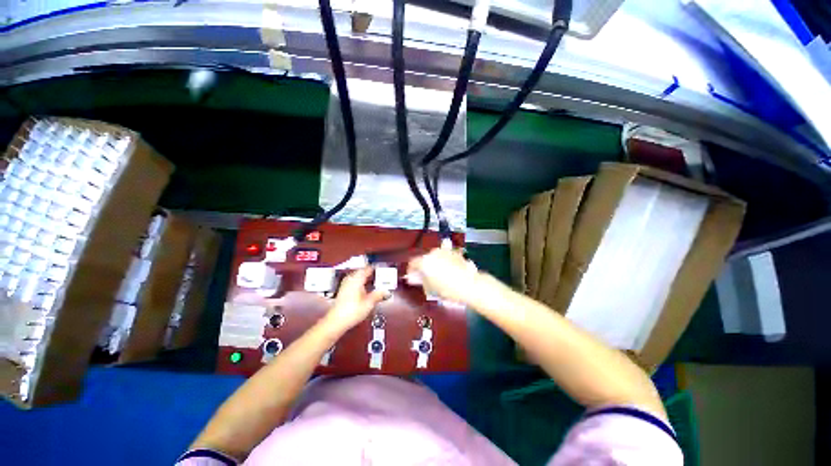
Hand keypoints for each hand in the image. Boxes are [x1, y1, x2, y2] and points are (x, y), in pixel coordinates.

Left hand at [325, 268, 385, 330]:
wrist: (336, 321)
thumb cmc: (351, 312)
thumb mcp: (369, 303)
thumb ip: (378, 295)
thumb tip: (385, 291)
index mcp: (357, 279)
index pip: (367, 269)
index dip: (374, 268)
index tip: (380, 267)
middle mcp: (350, 280)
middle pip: (361, 271)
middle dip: (369, 272)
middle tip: (377, 272)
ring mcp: (345, 285)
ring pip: (356, 276)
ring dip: (363, 276)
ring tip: (371, 278)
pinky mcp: (343, 290)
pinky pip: (352, 281)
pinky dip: (359, 281)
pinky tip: (363, 286)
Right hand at [407, 249, 482, 305]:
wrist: (469, 285)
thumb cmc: (447, 288)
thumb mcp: (430, 287)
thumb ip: (421, 280)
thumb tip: (414, 278)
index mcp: (425, 261)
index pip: (413, 263)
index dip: (411, 270)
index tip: (413, 277)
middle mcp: (433, 253)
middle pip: (424, 258)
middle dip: (424, 267)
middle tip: (426, 278)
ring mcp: (445, 251)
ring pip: (435, 257)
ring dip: (434, 264)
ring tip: (438, 275)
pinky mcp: (455, 253)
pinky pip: (445, 256)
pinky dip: (444, 262)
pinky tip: (448, 271)